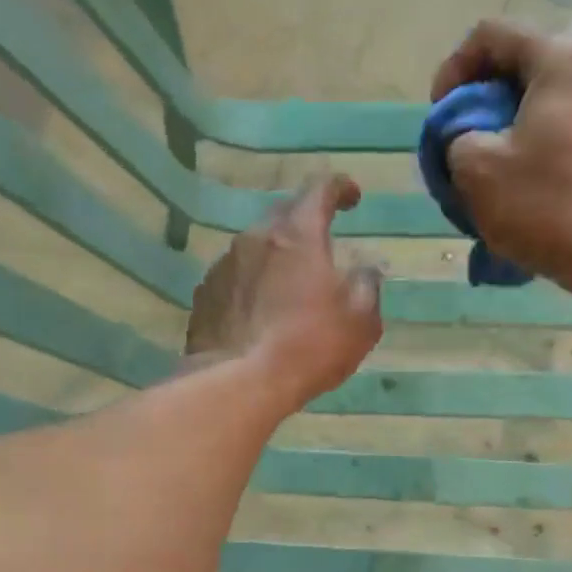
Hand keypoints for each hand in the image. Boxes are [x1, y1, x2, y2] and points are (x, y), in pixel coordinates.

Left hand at [186, 174, 382, 407]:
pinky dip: (251, 285)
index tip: (352, 197)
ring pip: (255, 248)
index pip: (320, 190)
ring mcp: (223, 266)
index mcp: (297, 234)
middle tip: (321, 243)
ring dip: (275, 257)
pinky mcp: (204, 296)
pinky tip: (259, 312)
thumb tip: (364, 271)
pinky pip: (234, 278)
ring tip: (289, 285)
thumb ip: (367, 287)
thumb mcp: (360, 321)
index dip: (340, 188)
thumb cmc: (308, 347)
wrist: (238, 384)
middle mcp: (255, 239)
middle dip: (305, 222)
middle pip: (283, 215)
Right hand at [431, 15, 571, 301]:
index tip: (442, 112)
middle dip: (502, 79)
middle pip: (540, 50)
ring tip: (510, 151)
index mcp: (563, 56)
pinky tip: (545, 172)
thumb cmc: (547, 205)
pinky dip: (559, 131)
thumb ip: (458, 136)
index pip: (494, 33)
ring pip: (567, 84)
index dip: (455, 68)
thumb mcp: (477, 170)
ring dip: (531, 107)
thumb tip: (468, 134)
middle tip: (483, 119)